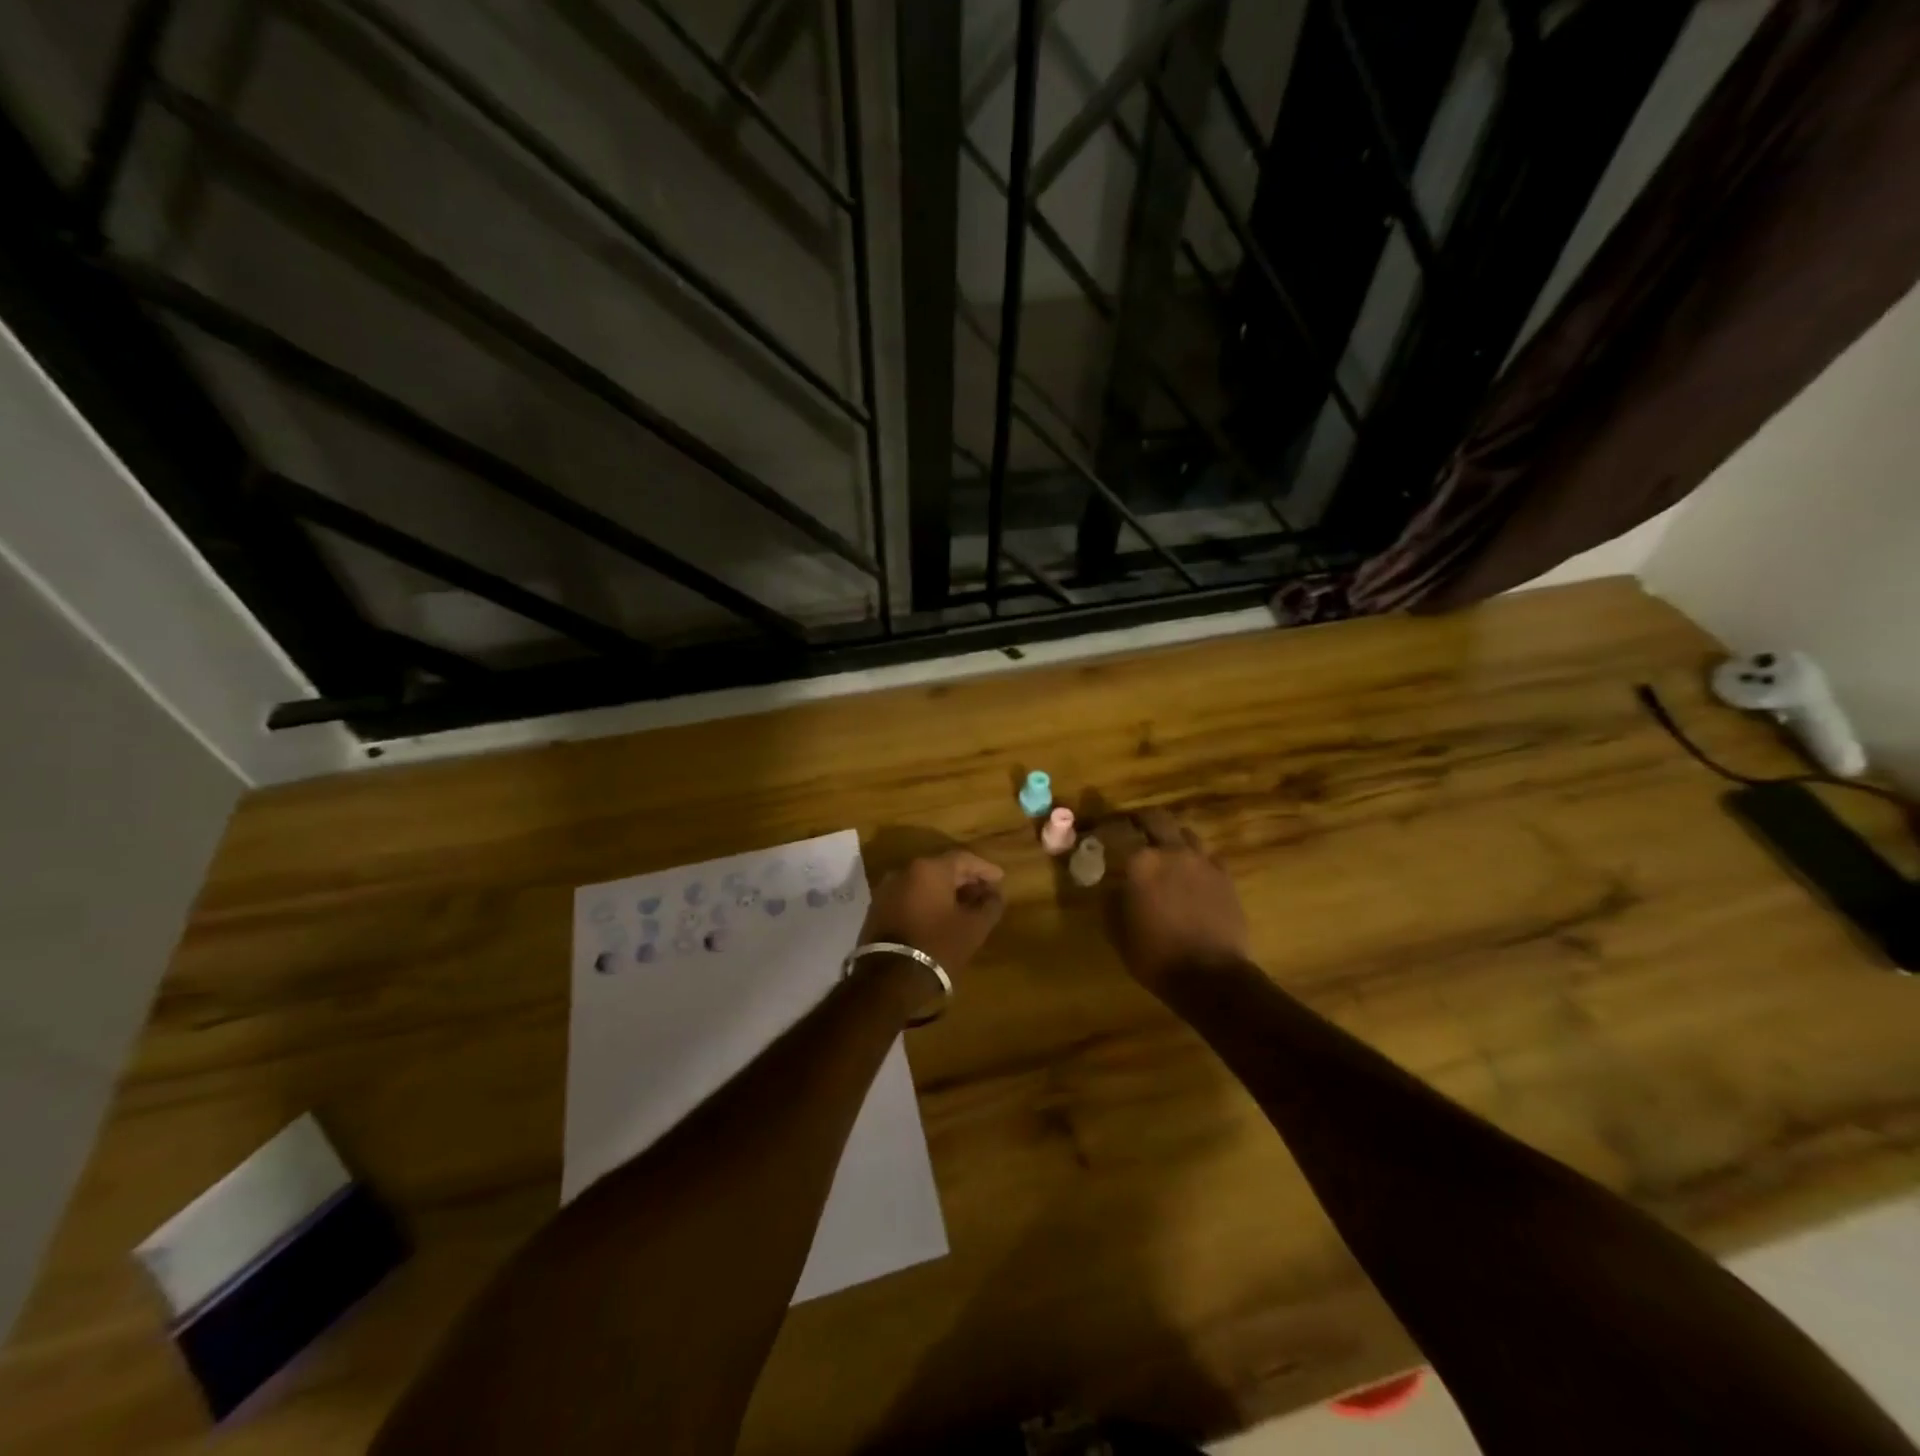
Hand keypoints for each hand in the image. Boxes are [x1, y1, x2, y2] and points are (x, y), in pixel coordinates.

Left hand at [860, 849, 1004, 1011]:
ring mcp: (887, 890)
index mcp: (929, 869)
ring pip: (923, 883)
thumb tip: (995, 894)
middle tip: (984, 893)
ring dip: (945, 892)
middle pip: (941, 868)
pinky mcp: (877, 909)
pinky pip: (909, 896)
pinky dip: (927, 901)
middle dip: (965, 880)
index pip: (963, 859)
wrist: (888, 979)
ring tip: (964, 907)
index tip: (1000, 879)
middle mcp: (904, 871)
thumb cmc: (938, 946)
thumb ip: (990, 905)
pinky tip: (940, 917)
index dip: (984, 869)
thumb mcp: (974, 928)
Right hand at [1108, 809, 1249, 988]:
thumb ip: (1112, 900)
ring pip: (1184, 833)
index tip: (1096, 835)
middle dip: (1140, 820)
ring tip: (1163, 849)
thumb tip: (1111, 884)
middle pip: (1156, 818)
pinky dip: (1194, 857)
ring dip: (1170, 836)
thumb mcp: (1118, 931)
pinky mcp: (1225, 876)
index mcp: (1141, 862)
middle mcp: (1172, 852)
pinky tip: (1190, 872)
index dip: (1104, 831)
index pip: (1117, 833)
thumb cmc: (1155, 956)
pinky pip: (1207, 855)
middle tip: (1131, 828)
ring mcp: (1203, 861)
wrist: (1211, 976)